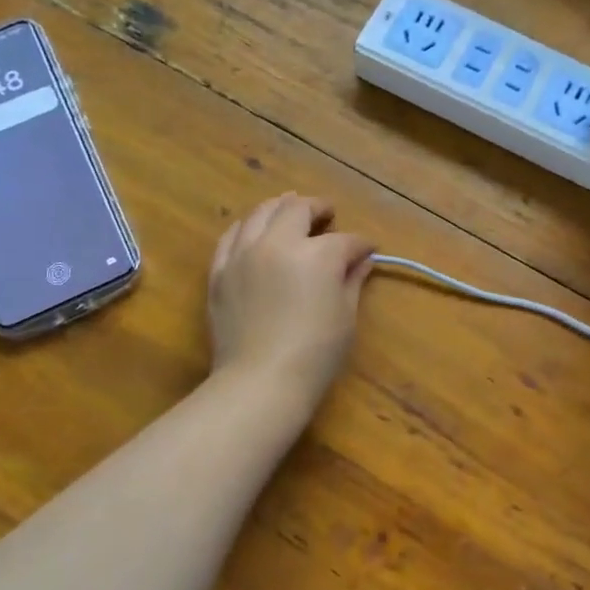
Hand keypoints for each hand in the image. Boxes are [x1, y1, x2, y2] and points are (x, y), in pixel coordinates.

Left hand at [209, 194, 375, 405]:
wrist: (260, 381)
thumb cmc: (315, 353)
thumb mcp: (345, 316)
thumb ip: (352, 280)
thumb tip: (362, 260)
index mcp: (317, 254)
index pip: (345, 240)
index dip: (361, 244)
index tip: (369, 249)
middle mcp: (278, 243)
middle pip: (298, 210)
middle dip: (318, 208)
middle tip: (328, 214)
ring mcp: (244, 254)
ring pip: (261, 213)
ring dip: (281, 208)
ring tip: (291, 210)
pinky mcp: (220, 271)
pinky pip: (231, 236)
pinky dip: (247, 227)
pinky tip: (253, 230)